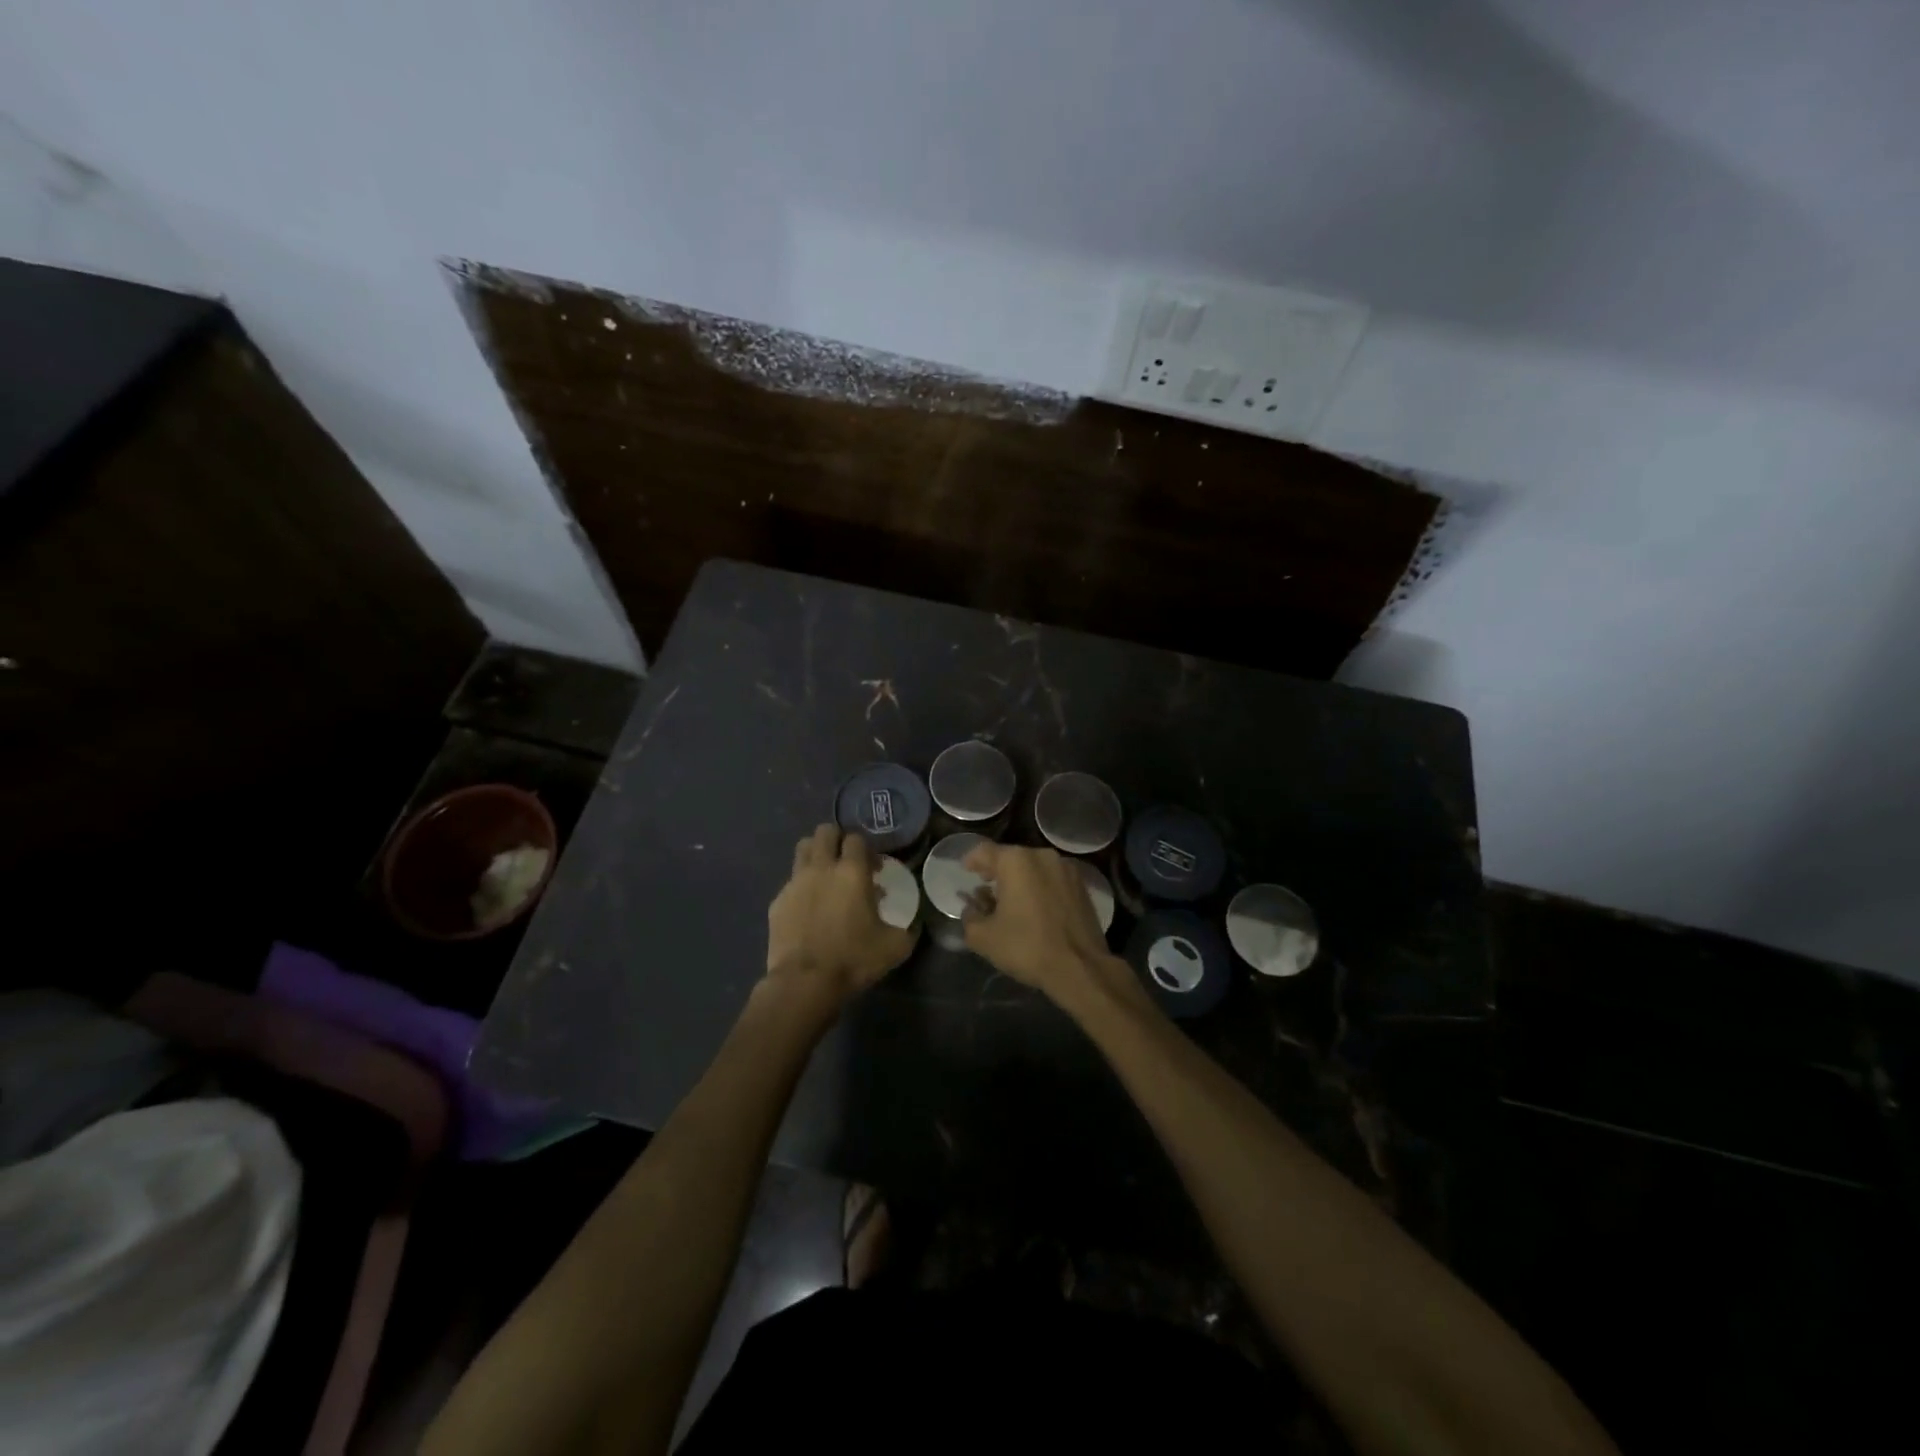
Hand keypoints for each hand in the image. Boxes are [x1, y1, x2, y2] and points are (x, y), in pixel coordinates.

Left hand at [765, 824, 915, 1004]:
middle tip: (846, 862)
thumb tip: (913, 924)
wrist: (805, 982)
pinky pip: (790, 882)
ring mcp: (795, 882)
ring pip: (803, 848)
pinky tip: (808, 908)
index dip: (866, 849)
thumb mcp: (895, 947)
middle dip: (836, 840)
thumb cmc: (853, 959)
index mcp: (852, 872)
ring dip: (815, 854)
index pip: (856, 839)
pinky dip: (801, 887)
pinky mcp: (778, 901)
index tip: (873, 868)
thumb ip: (908, 929)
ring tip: (825, 875)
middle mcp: (822, 868)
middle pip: (825, 831)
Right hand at [961, 843, 1142, 1012]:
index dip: (971, 861)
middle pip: (1011, 857)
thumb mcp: (983, 937)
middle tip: (986, 890)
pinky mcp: (1082, 885)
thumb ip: (970, 916)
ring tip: (1012, 902)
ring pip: (1034, 868)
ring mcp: (1066, 869)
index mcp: (1016, 861)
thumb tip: (972, 908)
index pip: (984, 851)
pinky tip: (1036, 909)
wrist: (1080, 968)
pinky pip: (1052, 879)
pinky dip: (1040, 888)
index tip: (966, 871)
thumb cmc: (1027, 947)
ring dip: (1020, 880)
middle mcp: (1042, 856)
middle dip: (996, 872)